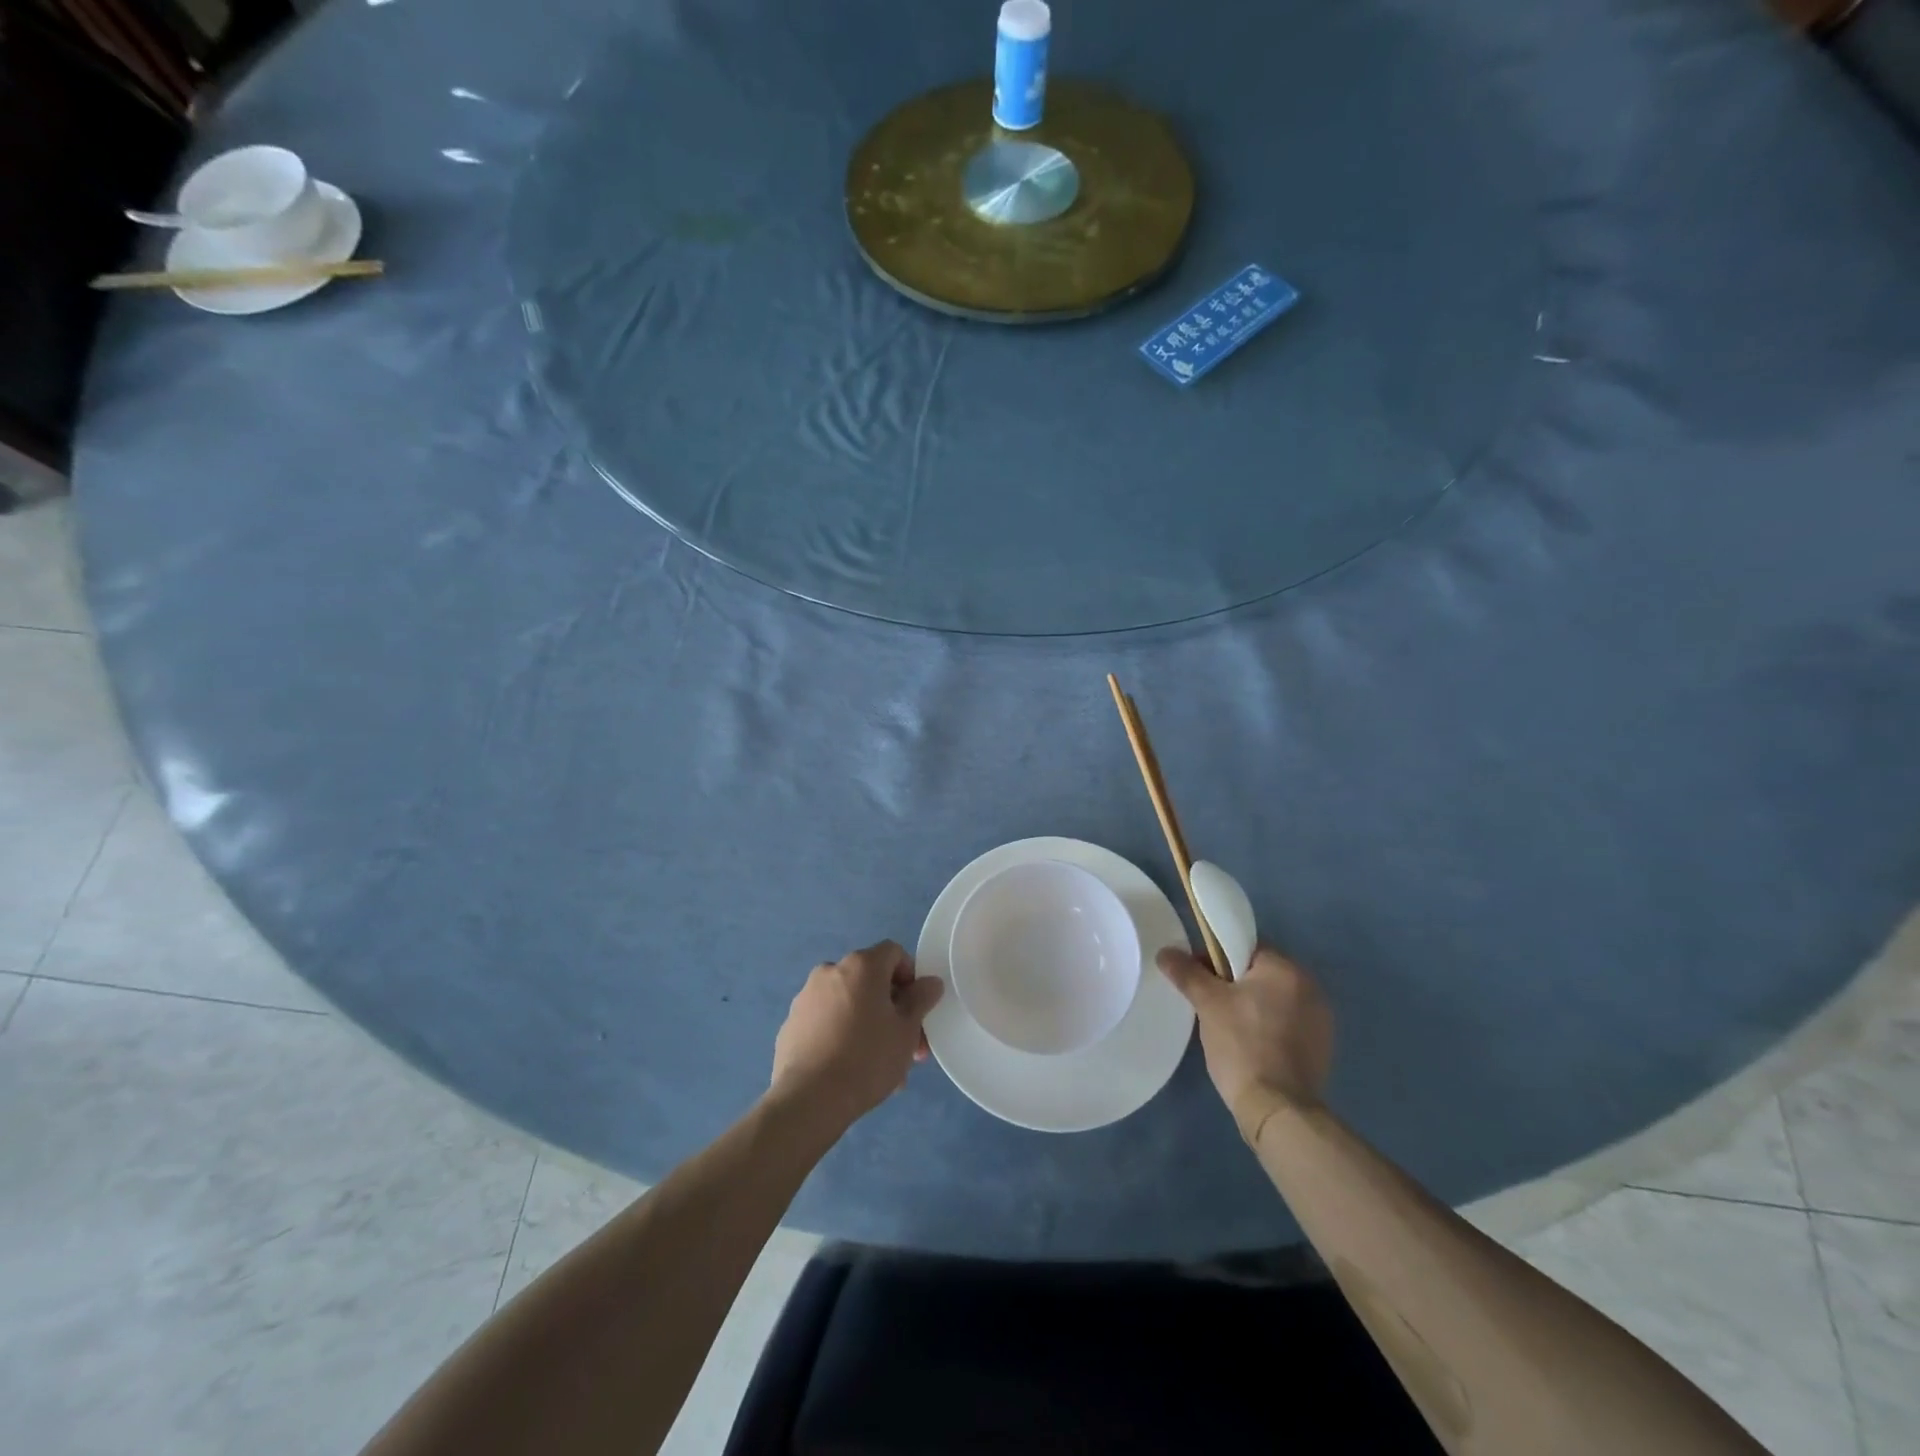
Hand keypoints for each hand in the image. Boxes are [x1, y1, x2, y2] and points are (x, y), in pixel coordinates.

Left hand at [770, 941, 944, 1131]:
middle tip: (906, 1047)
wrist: (809, 1099)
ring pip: (849, 1003)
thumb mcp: (907, 1030)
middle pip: (871, 981)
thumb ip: (921, 999)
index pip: (894, 953)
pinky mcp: (791, 1024)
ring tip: (881, 1068)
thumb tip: (930, 982)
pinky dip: (841, 1035)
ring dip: (868, 1025)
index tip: (916, 1010)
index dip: (911, 976)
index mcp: (861, 965)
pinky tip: (849, 1070)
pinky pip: (826, 1021)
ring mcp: (806, 997)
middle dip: (892, 1010)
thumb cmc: (867, 1058)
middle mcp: (831, 971)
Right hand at [1157, 944, 1333, 1141]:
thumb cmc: (1242, 1045)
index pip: (1246, 946)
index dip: (1217, 957)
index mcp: (1286, 969)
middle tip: (1210, 1005)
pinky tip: (1252, 1045)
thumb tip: (1166, 952)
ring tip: (1229, 1028)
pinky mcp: (1322, 1046)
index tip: (1199, 978)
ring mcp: (1321, 1019)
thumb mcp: (1208, 1004)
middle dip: (1235, 983)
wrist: (1277, 1109)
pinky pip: (1288, 1022)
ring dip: (1254, 1005)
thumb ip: (1187, 972)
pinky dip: (1270, 1026)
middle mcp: (1311, 987)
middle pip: (1261, 972)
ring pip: (1275, 998)